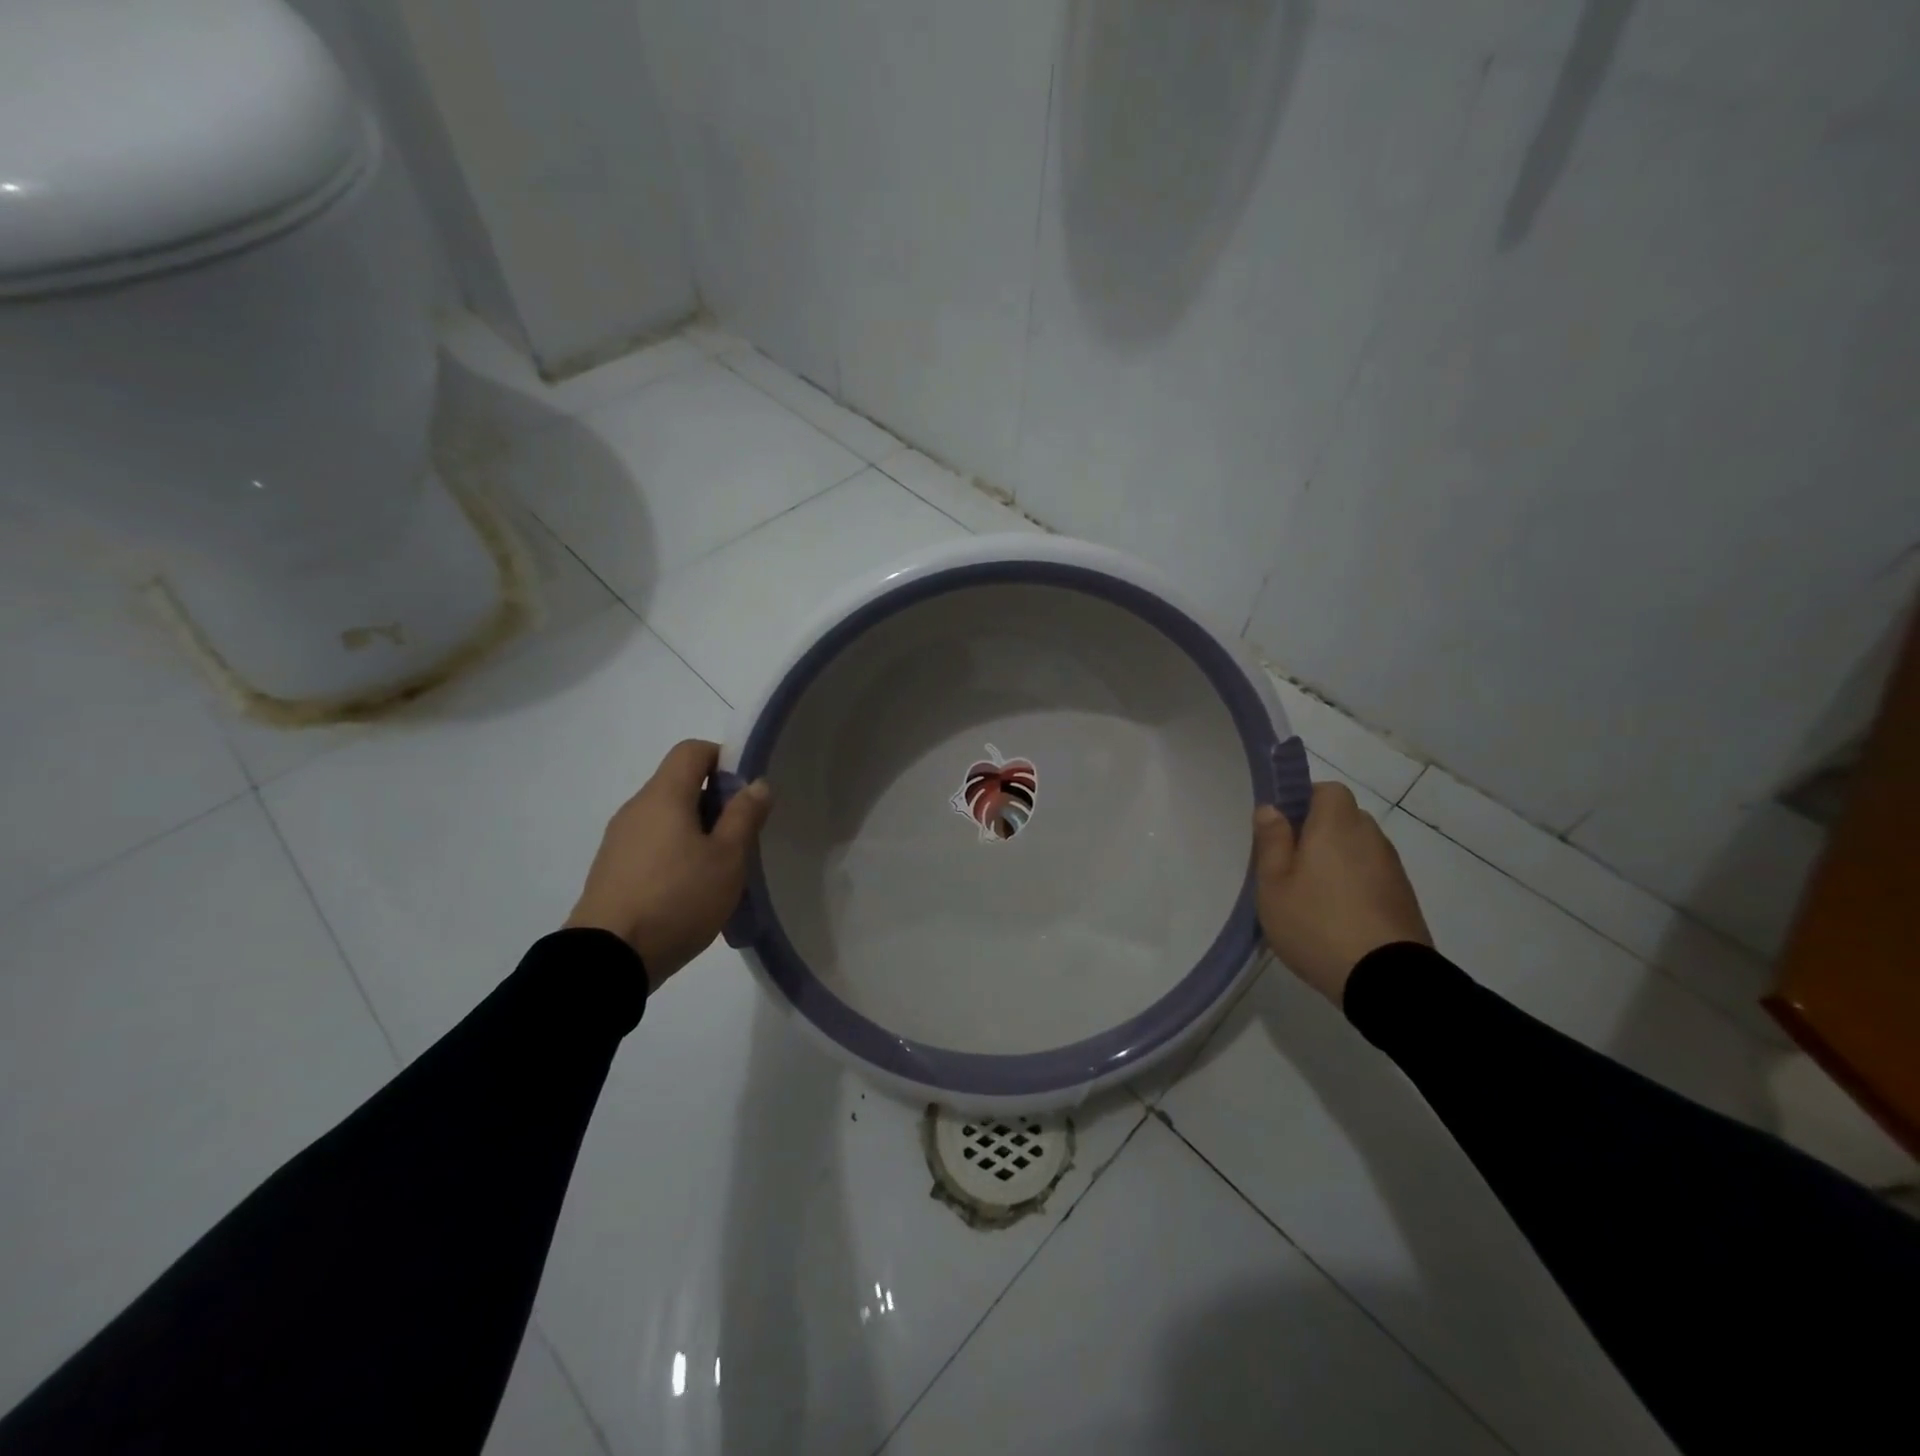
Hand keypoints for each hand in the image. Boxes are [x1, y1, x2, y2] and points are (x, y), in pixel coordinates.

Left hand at [565, 739, 771, 990]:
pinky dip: (674, 853)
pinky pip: (651, 845)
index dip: (723, 759)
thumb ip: (744, 816)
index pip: (692, 750)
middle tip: (741, 836)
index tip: (746, 791)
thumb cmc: (677, 898)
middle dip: (715, 801)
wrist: (607, 959)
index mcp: (664, 796)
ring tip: (719, 869)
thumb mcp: (727, 858)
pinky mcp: (611, 871)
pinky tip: (689, 890)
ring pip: (666, 817)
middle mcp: (636, 808)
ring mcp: (618, 841)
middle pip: (679, 784)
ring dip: (696, 831)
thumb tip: (757, 783)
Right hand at [1252, 782, 1431, 1005]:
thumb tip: (1271, 808)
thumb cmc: (1316, 922)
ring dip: (1337, 862)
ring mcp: (1392, 869)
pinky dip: (1355, 886)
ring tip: (1311, 897)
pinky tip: (1336, 917)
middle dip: (1319, 833)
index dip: (1305, 800)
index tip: (1283, 828)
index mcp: (1337, 825)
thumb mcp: (1274, 883)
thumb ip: (1272, 841)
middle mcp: (1370, 837)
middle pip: (1343, 819)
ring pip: (1358, 850)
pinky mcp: (1404, 899)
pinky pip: (1372, 877)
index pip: (1328, 790)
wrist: (1385, 978)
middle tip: (1290, 865)